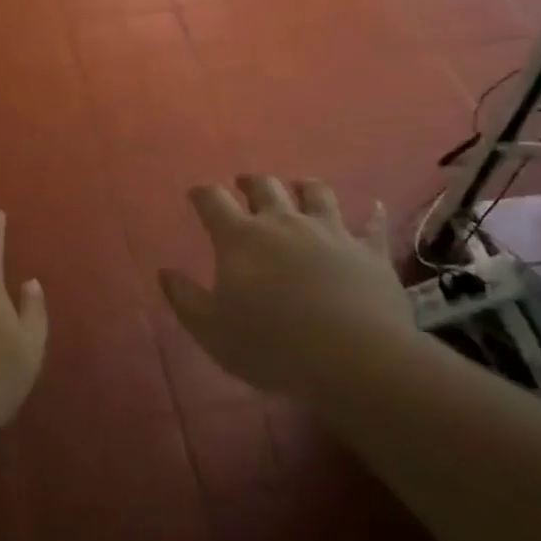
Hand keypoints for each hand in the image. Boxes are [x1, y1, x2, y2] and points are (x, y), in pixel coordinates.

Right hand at [158, 176, 416, 399]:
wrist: (355, 358)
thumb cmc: (272, 345)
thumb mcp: (212, 330)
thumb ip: (185, 298)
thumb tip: (165, 272)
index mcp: (241, 238)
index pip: (213, 201)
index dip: (203, 194)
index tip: (197, 194)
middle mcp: (283, 223)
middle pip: (265, 187)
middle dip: (251, 182)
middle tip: (245, 184)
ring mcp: (330, 232)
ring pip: (316, 193)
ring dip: (304, 187)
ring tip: (299, 187)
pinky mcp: (369, 251)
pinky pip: (371, 225)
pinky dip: (372, 214)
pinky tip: (375, 206)